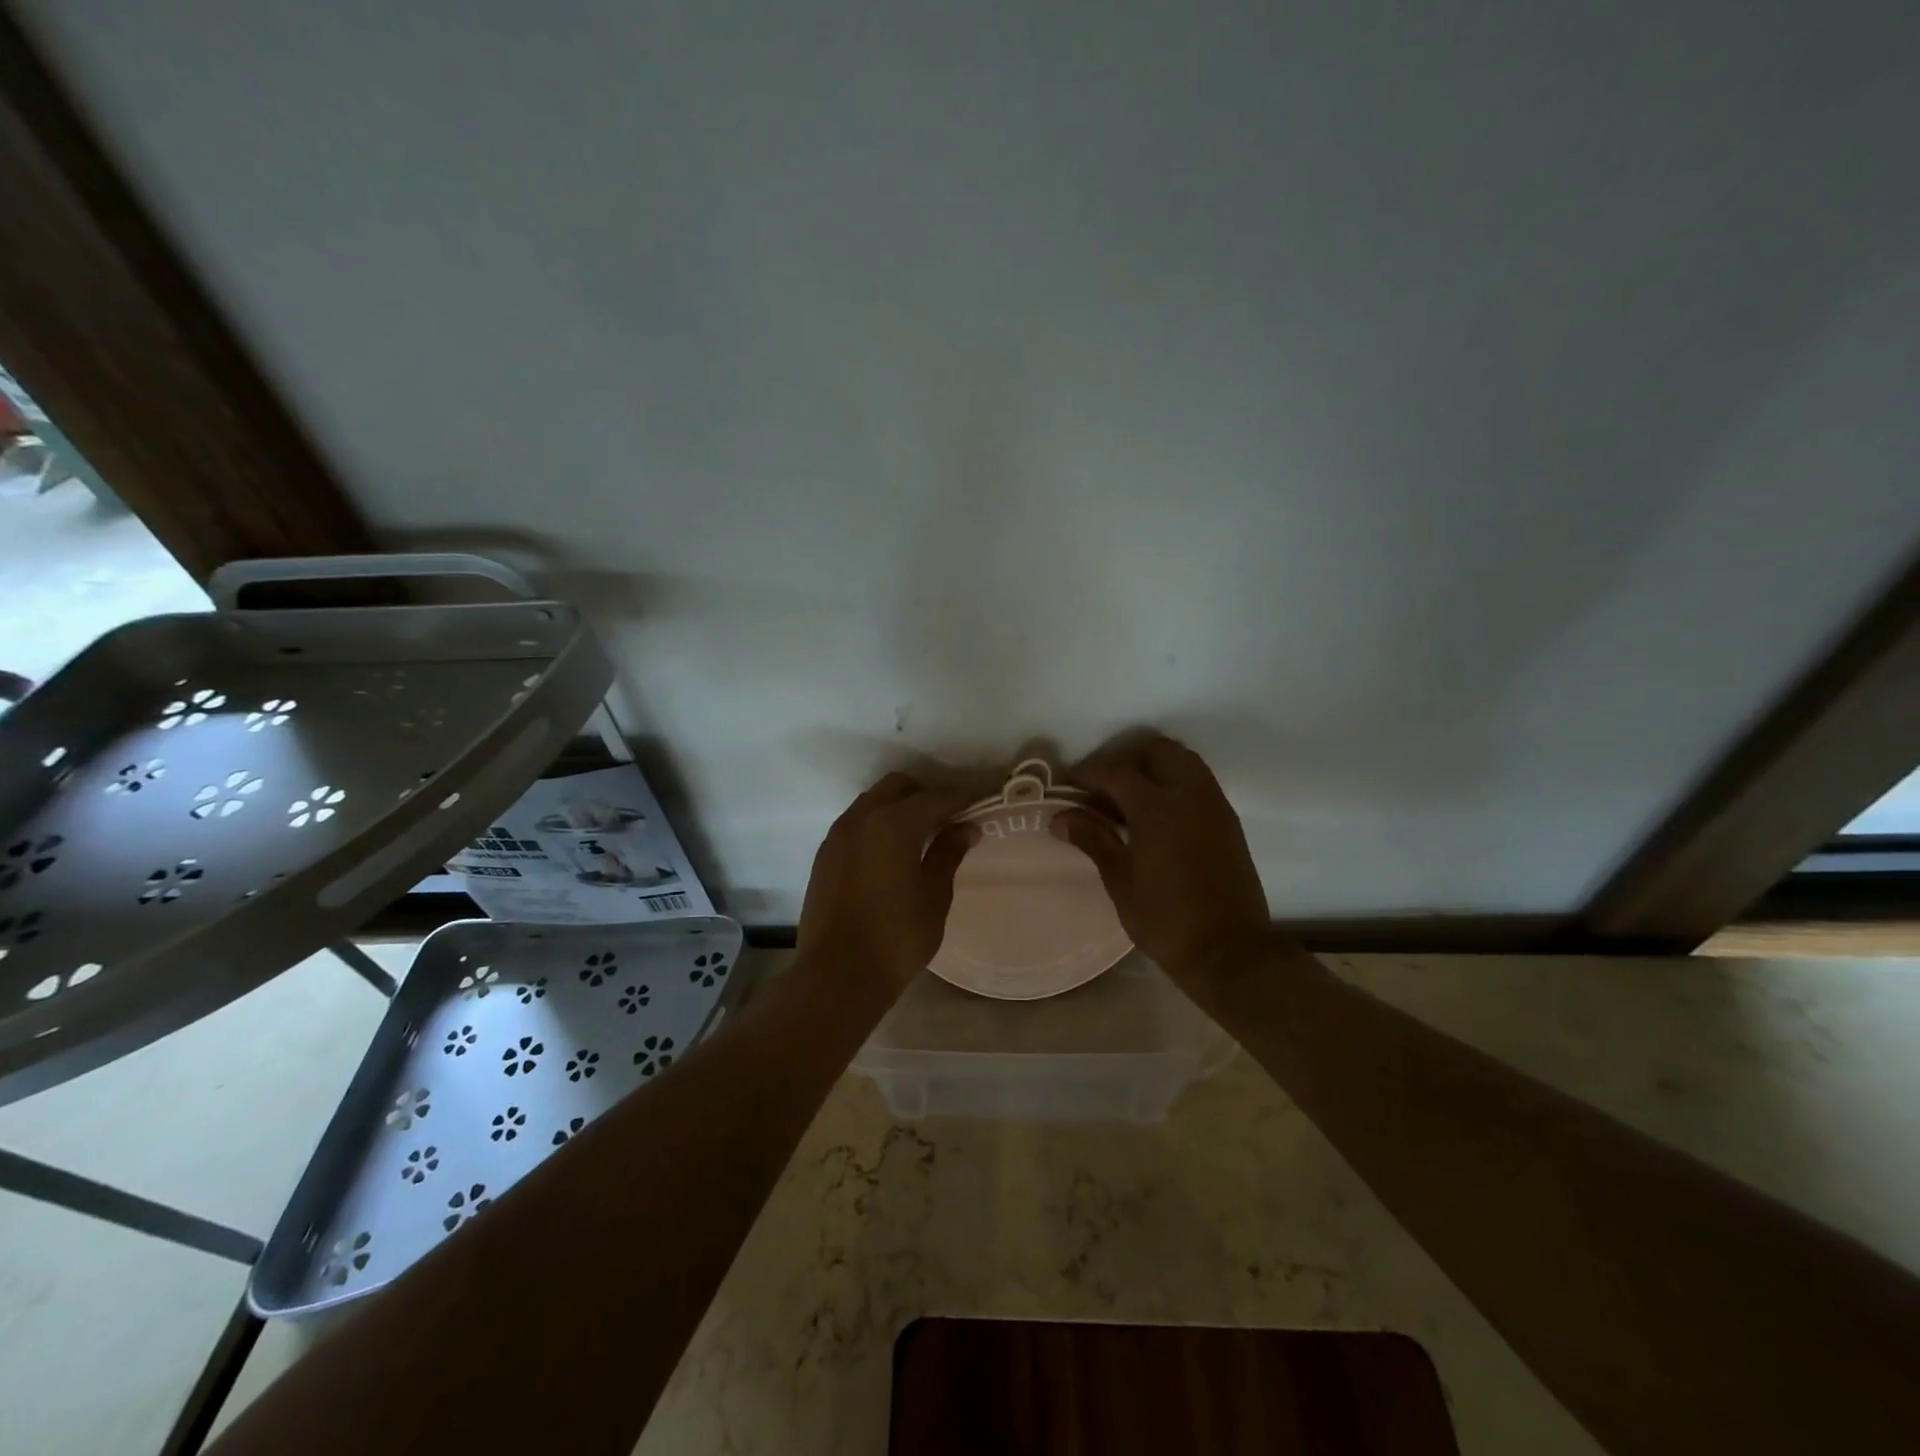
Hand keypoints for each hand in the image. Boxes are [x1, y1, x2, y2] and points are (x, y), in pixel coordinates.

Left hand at [798, 772, 976, 999]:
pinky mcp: (824, 855)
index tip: (978, 805)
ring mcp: (837, 835)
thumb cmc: (896, 938)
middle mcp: (862, 818)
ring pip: (872, 802)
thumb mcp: (934, 896)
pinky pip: (855, 824)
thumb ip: (949, 854)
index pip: (935, 798)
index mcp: (894, 823)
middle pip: (898, 787)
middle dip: (925, 795)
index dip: (960, 799)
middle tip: (947, 820)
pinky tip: (890, 854)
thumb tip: (966, 827)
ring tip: (920, 837)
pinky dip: (876, 825)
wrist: (837, 976)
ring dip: (897, 808)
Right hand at [1053, 735, 1271, 992]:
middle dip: (1124, 761)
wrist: (1231, 952)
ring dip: (1152, 767)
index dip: (1087, 774)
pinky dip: (1173, 782)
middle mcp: (1190, 794)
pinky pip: (1197, 781)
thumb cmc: (1167, 920)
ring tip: (1127, 799)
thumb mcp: (1120, 881)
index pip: (1116, 771)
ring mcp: (1214, 804)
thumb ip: (1092, 839)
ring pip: (1182, 760)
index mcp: (1158, 808)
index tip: (1067, 786)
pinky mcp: (1227, 819)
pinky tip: (1154, 814)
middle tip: (1101, 788)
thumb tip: (1060, 818)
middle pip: (1155, 751)